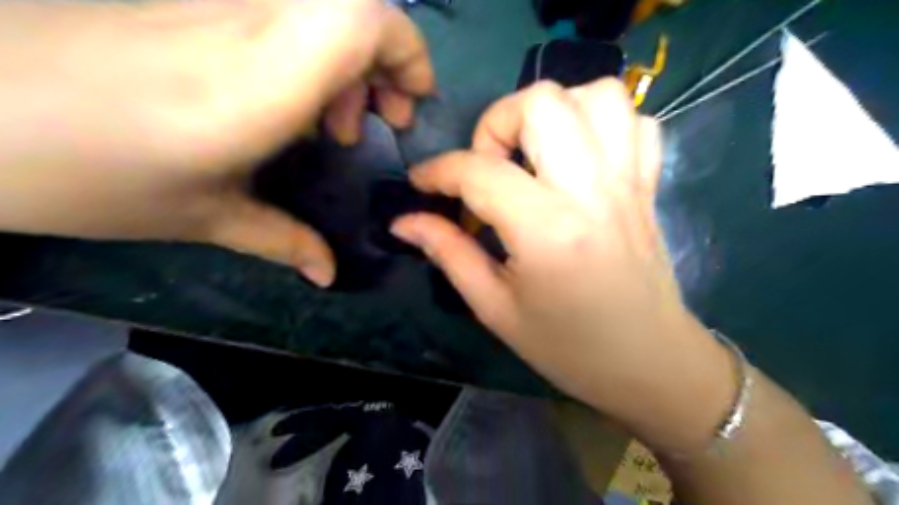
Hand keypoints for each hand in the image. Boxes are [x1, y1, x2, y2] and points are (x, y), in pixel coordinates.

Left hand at [1, 0, 434, 285]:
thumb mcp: (204, 218)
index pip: (363, 19)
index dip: (407, 51)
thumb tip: (329, 273)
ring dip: (349, 62)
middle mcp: (248, 24)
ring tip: (330, 122)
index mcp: (261, 83)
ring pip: (321, 6)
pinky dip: (312, 53)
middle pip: (355, 4)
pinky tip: (287, 101)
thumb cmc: (85, 174)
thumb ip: (284, 241)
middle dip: (388, 62)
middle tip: (374, 121)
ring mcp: (216, 0)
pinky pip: (283, 13)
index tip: (409, 104)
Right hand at [394, 79, 737, 452]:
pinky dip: (600, 123)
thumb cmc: (567, 347)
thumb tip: (404, 222)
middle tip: (487, 166)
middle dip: (497, 122)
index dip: (437, 171)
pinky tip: (579, 157)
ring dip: (553, 111)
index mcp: (547, 229)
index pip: (479, 171)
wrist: (649, 364)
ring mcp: (628, 181)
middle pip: (542, 102)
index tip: (420, 184)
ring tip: (533, 152)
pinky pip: (634, 120)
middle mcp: (591, 189)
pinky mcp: (649, 184)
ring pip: (597, 95)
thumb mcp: (495, 308)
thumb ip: (449, 253)